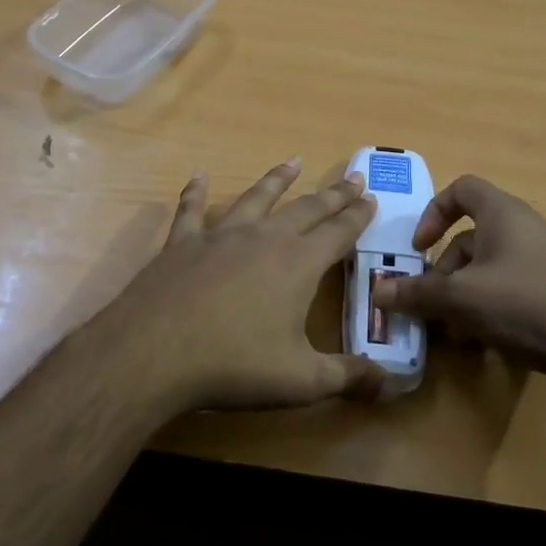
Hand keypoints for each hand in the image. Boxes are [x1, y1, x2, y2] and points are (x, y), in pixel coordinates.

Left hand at [74, 158, 383, 417]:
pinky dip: (196, 193)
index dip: (358, 216)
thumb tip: (391, 384)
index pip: (338, 233)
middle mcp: (263, 239)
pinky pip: (191, 210)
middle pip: (306, 209)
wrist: (154, 352)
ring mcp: (220, 236)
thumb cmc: (234, 365)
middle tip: (352, 177)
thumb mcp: (301, 381)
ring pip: (256, 198)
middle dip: (332, 194)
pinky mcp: (182, 243)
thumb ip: (348, 378)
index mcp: (298, 264)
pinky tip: (198, 177)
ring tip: (293, 162)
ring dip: (277, 180)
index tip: (372, 197)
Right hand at [369, 174, 545, 388]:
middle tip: (429, 306)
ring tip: (455, 334)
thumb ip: (417, 294)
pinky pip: (511, 291)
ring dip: (463, 297)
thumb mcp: (463, 299)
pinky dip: (490, 310)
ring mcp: (544, 261)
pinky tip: (486, 345)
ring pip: (488, 270)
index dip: (433, 212)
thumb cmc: (528, 304)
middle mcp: (523, 229)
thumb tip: (378, 293)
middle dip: (443, 273)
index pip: (461, 189)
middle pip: (469, 238)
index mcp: (501, 214)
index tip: (418, 248)